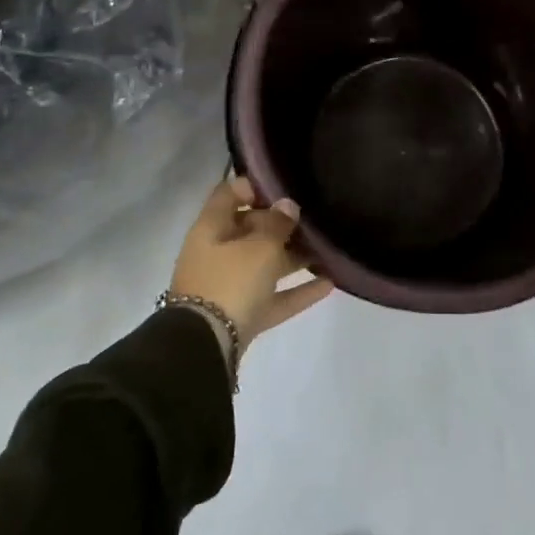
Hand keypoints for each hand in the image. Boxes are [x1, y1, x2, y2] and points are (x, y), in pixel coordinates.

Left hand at [169, 176, 333, 362]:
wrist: (204, 348)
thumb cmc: (230, 283)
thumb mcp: (259, 247)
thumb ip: (277, 223)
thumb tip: (287, 206)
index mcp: (211, 229)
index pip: (228, 194)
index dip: (254, 187)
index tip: (284, 188)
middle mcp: (216, 253)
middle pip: (249, 229)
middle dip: (281, 224)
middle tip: (312, 219)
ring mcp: (228, 286)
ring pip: (263, 264)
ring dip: (293, 257)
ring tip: (327, 250)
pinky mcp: (241, 315)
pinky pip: (272, 296)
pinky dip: (296, 291)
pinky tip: (329, 284)